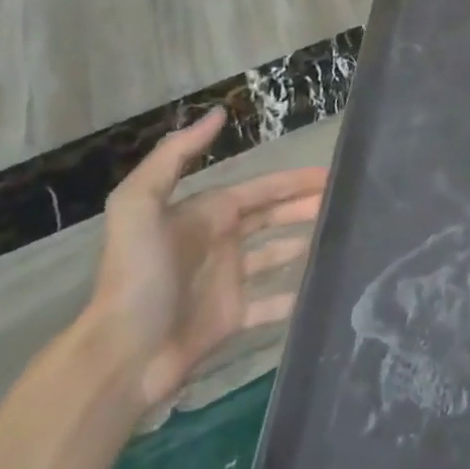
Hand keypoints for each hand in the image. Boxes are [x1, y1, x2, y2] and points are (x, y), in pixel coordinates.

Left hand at [84, 109, 327, 408]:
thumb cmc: (138, 275)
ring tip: (343, 235)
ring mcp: (228, 281)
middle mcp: (220, 241)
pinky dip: (296, 295)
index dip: (292, 181)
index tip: (330, 174)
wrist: (122, 355)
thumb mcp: (140, 205)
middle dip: (306, 206)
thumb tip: (219, 113)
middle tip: (346, 200)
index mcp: (206, 213)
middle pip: (273, 217)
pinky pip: (272, 303)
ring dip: (306, 242)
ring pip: (277, 254)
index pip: (260, 189)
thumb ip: (175, 155)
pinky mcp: (232, 318)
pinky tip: (324, 288)